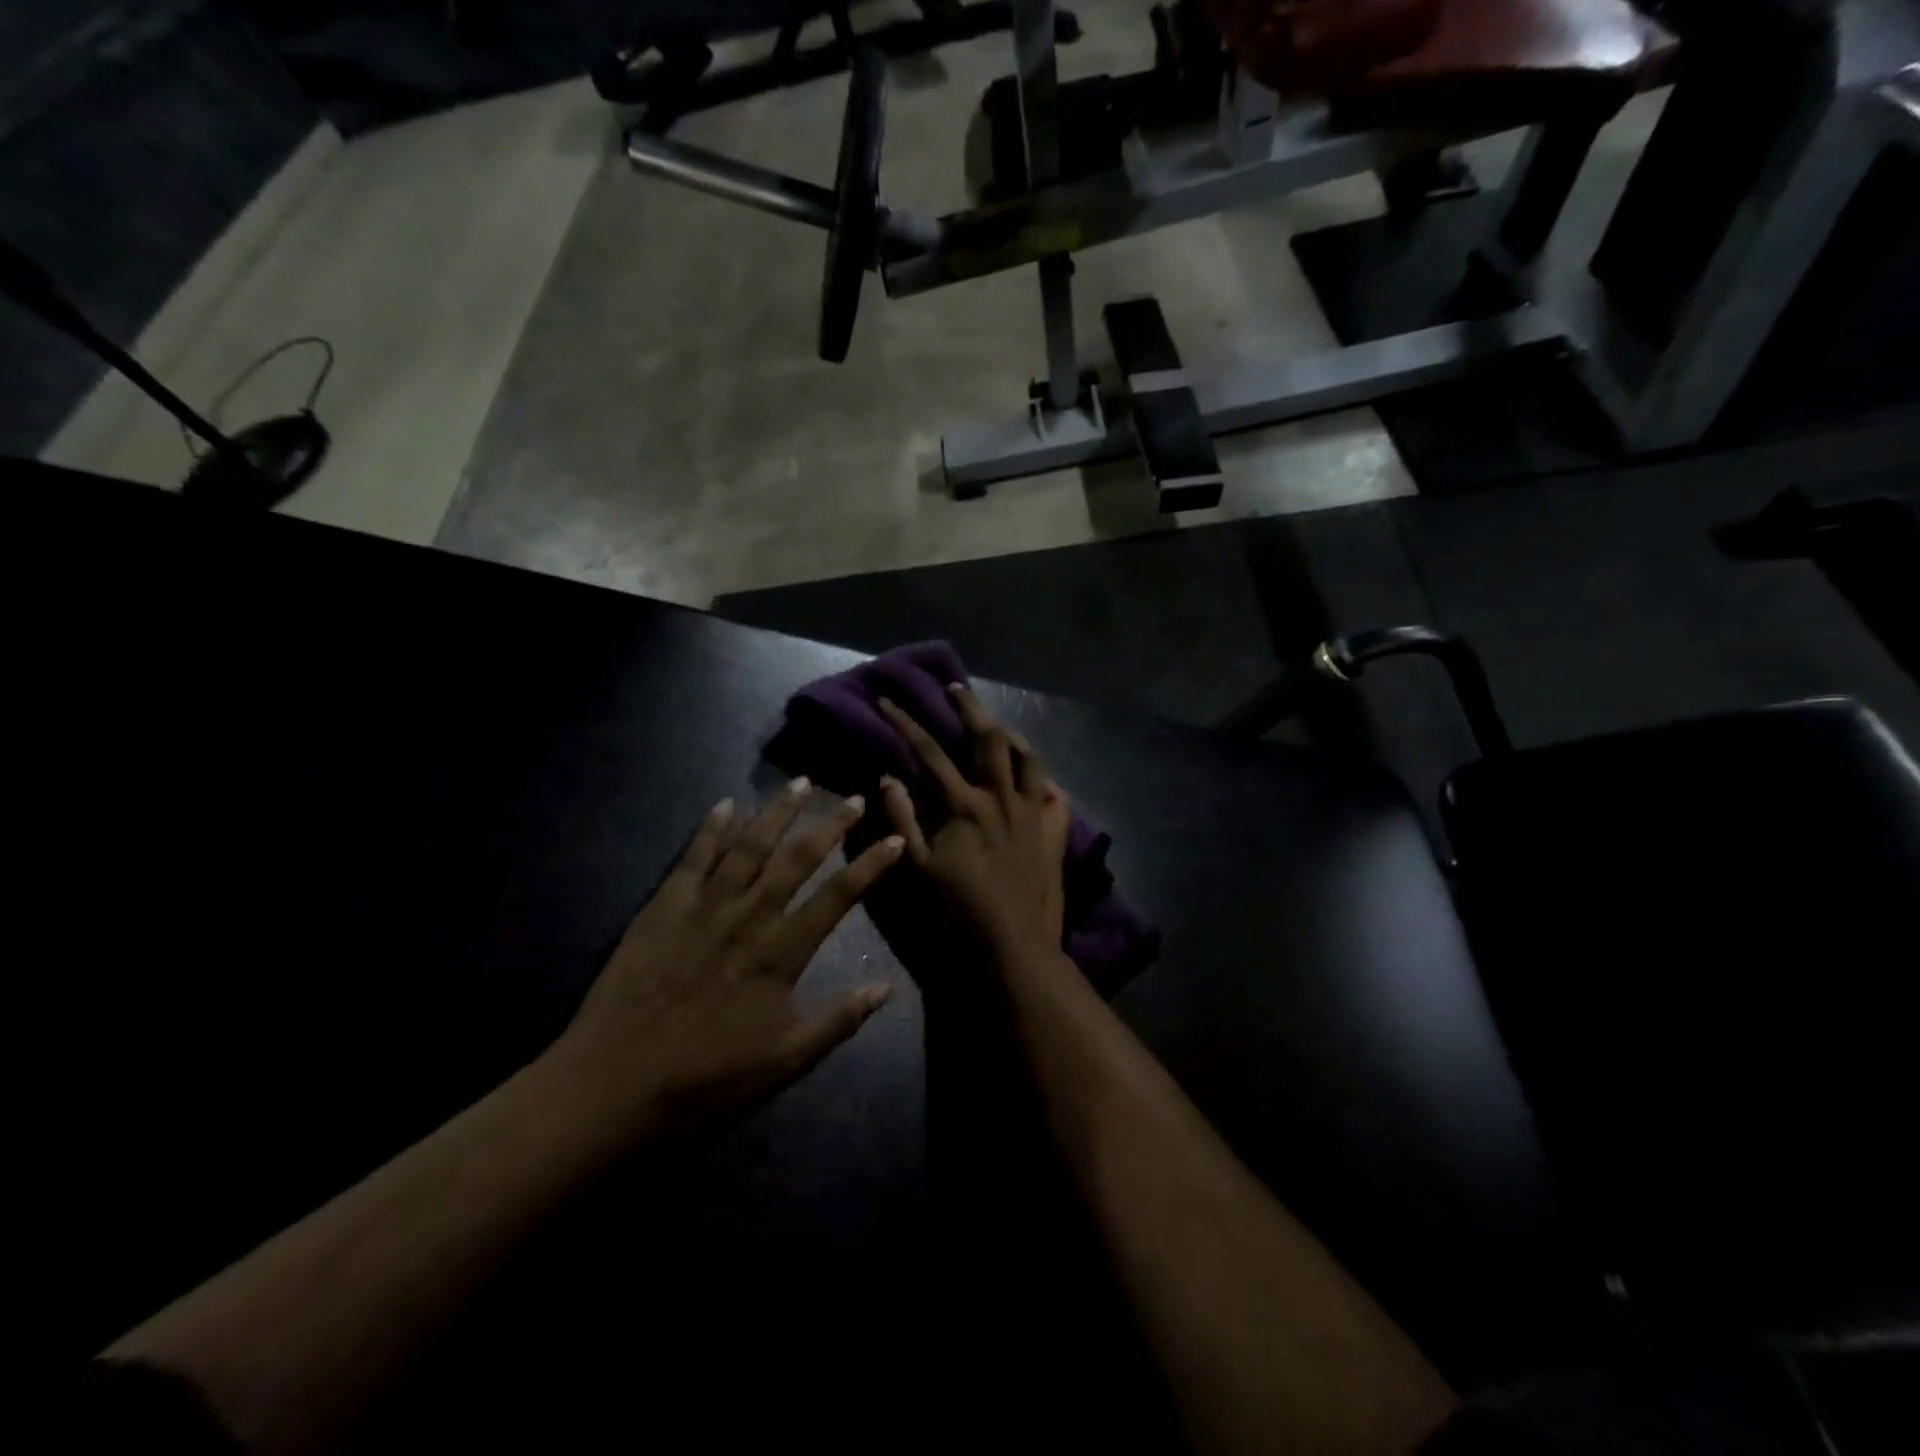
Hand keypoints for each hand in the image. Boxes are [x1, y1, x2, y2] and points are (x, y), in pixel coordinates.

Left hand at [549, 781, 904, 1144]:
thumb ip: (838, 1020)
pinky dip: (711, 828)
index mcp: (781, 952)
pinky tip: (726, 804)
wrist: (613, 1084)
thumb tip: (887, 987)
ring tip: (799, 783)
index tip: (894, 840)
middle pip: (797, 859)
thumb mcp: (785, 1061)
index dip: (870, 866)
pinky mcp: (663, 907)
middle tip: (851, 797)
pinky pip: (692, 857)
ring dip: (776, 812)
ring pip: (749, 847)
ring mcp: (704, 907)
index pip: (837, 896)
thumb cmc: (707, 1078)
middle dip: (829, 825)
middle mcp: (748, 916)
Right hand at [876, 685, 1071, 961]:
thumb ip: (901, 820)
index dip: (906, 723)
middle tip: (954, 688)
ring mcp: (1033, 814)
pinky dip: (1044, 780)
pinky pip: (1055, 796)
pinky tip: (1035, 779)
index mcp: (965, 805)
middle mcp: (1002, 798)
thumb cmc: (958, 913)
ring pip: (1028, 758)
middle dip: (969, 707)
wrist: (1014, 948)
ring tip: (996, 725)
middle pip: (988, 738)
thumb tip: (888, 777)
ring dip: (1010, 734)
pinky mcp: (1053, 834)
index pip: (930, 752)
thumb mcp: (917, 869)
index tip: (888, 700)